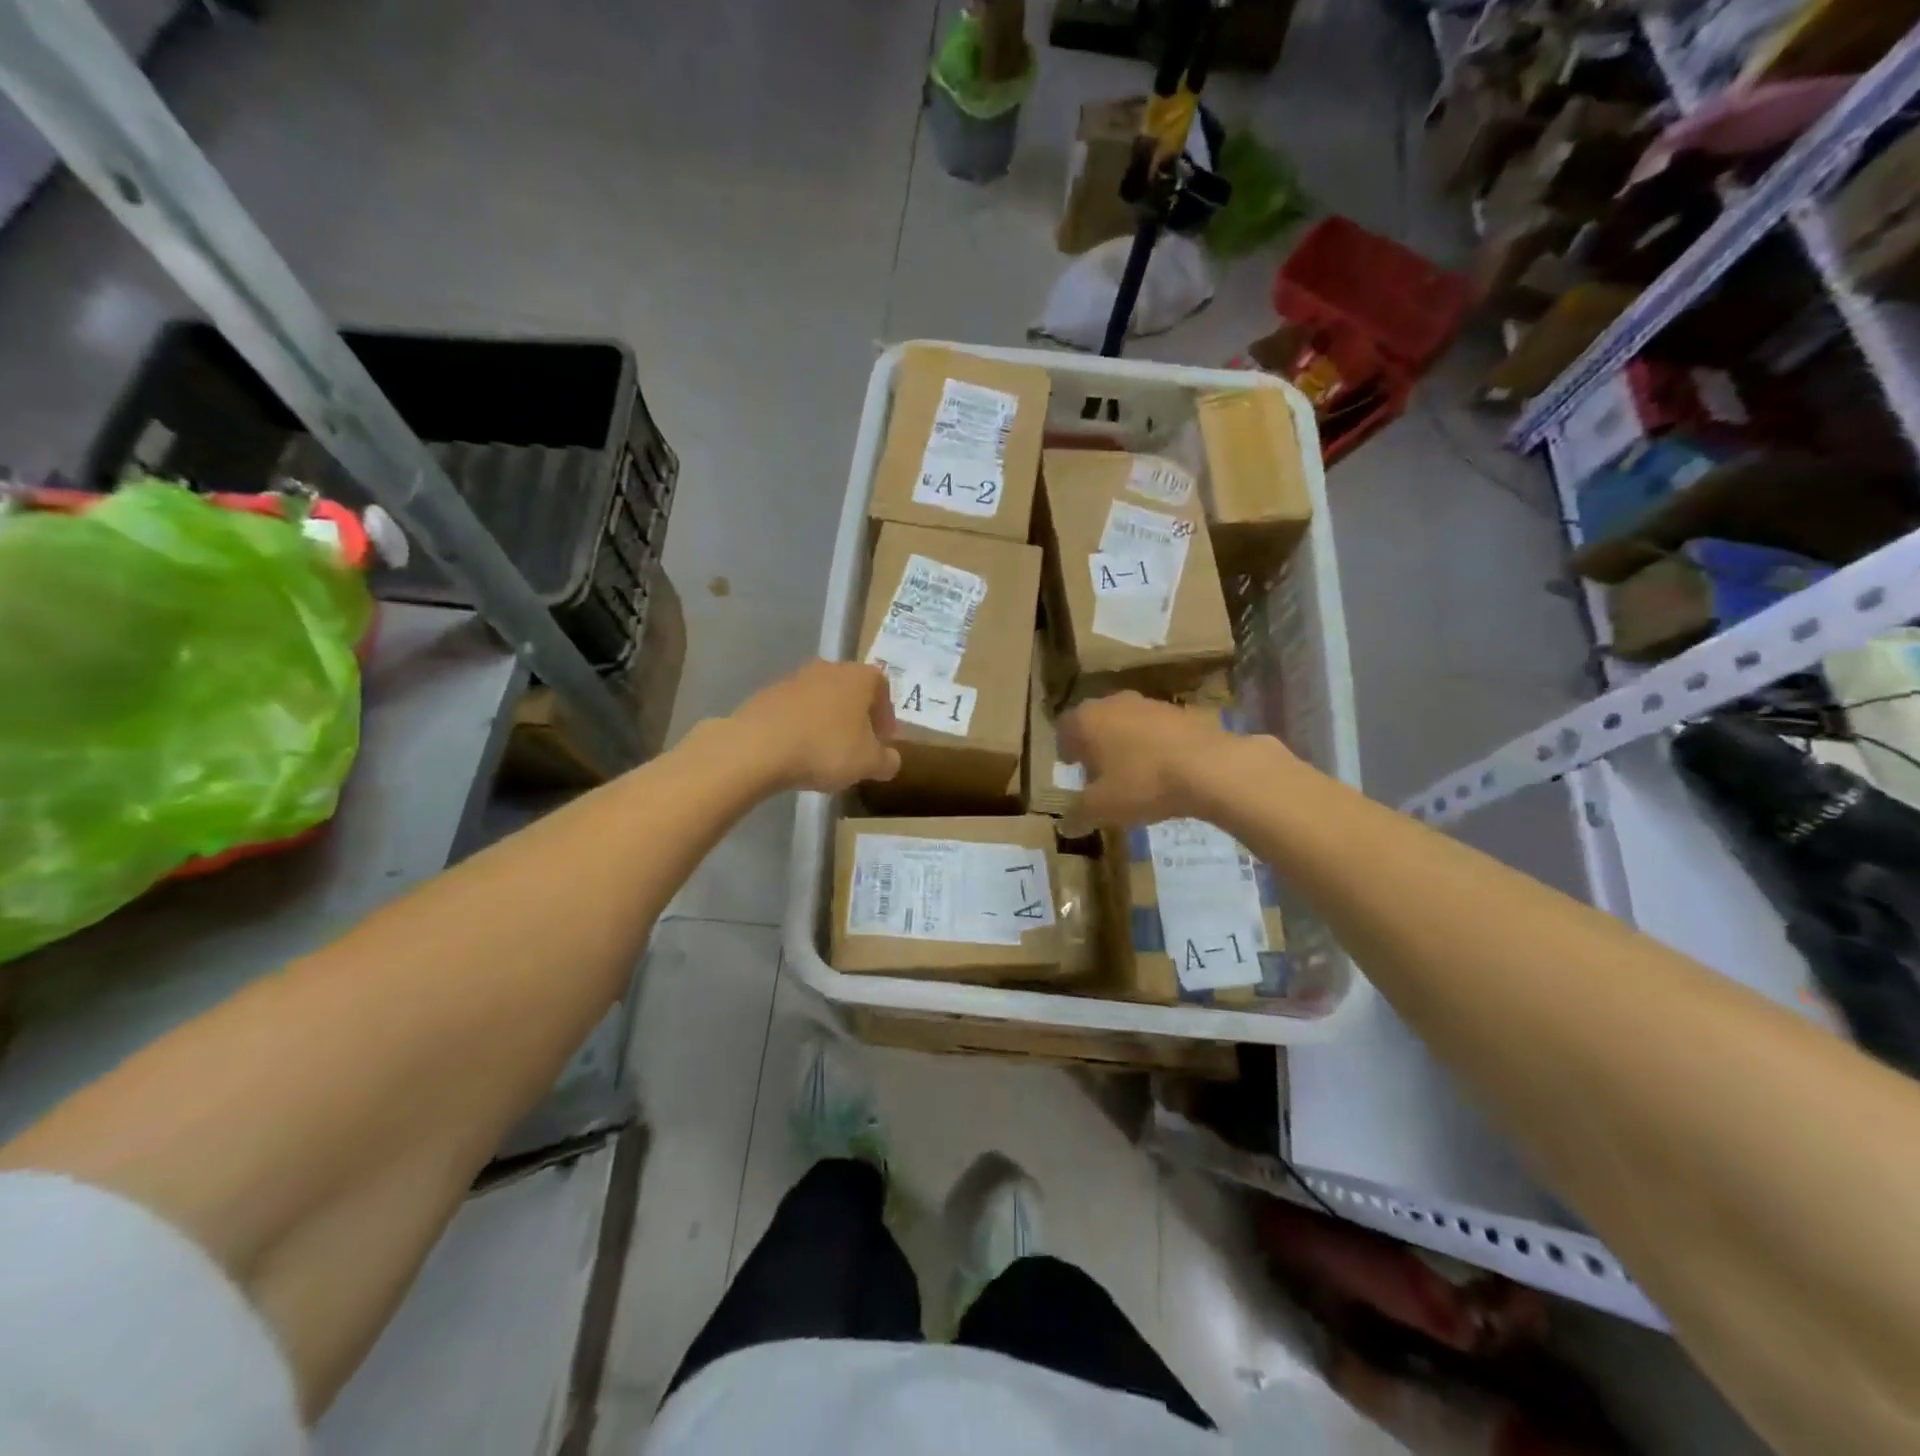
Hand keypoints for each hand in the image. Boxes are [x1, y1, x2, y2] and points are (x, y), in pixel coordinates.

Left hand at [730, 660, 901, 791]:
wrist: (758, 747)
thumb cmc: (826, 748)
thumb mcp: (869, 763)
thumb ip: (887, 761)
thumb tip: (891, 760)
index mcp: (859, 677)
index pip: (882, 687)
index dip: (886, 714)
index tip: (883, 740)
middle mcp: (828, 669)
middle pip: (850, 690)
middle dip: (857, 717)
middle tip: (858, 746)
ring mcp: (793, 679)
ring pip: (821, 699)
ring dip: (828, 721)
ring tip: (826, 753)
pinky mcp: (766, 695)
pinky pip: (794, 711)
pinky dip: (801, 727)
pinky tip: (797, 752)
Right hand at [1057, 692, 1244, 832]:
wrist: (1210, 767)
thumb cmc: (1142, 783)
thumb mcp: (1102, 808)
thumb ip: (1079, 814)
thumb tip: (1066, 825)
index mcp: (1087, 719)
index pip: (1064, 727)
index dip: (1065, 748)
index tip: (1072, 767)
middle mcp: (1114, 703)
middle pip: (1096, 721)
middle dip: (1095, 744)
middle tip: (1099, 772)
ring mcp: (1150, 704)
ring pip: (1127, 722)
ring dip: (1125, 743)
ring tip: (1133, 773)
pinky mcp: (1182, 712)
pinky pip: (1157, 729)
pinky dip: (1154, 745)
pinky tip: (1164, 770)